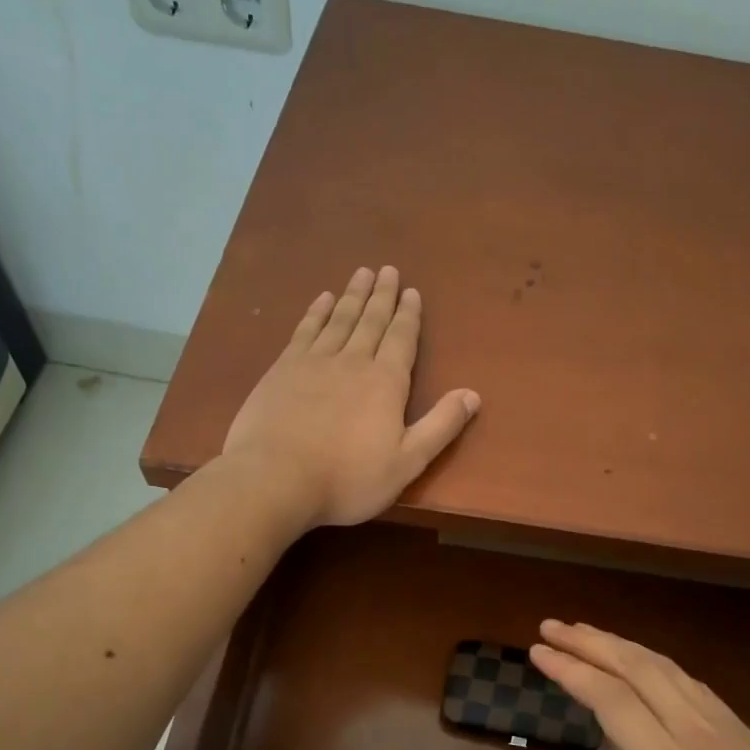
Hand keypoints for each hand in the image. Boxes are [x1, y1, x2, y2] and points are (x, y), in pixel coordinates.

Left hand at [221, 267, 480, 528]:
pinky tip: (322, 299)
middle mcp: (353, 361)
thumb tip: (473, 395)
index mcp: (386, 383)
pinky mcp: (282, 369)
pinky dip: (316, 312)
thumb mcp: (407, 462)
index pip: (402, 339)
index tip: (412, 291)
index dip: (408, 315)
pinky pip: (305, 330)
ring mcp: (314, 362)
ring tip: (362, 273)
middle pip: (371, 320)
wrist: (276, 479)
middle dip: (382, 296)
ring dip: (352, 295)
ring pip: (339, 319)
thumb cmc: (348, 479)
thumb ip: (440, 426)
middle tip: (388, 270)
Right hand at [523, 621, 749, 749]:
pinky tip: (645, 668)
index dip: (571, 671)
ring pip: (666, 669)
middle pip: (637, 669)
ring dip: (622, 646)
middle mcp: (699, 737)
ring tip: (586, 635)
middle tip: (550, 626)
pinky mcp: (748, 735)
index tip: (537, 649)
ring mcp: (728, 731)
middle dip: (590, 642)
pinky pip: (691, 683)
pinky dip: (655, 663)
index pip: (612, 702)